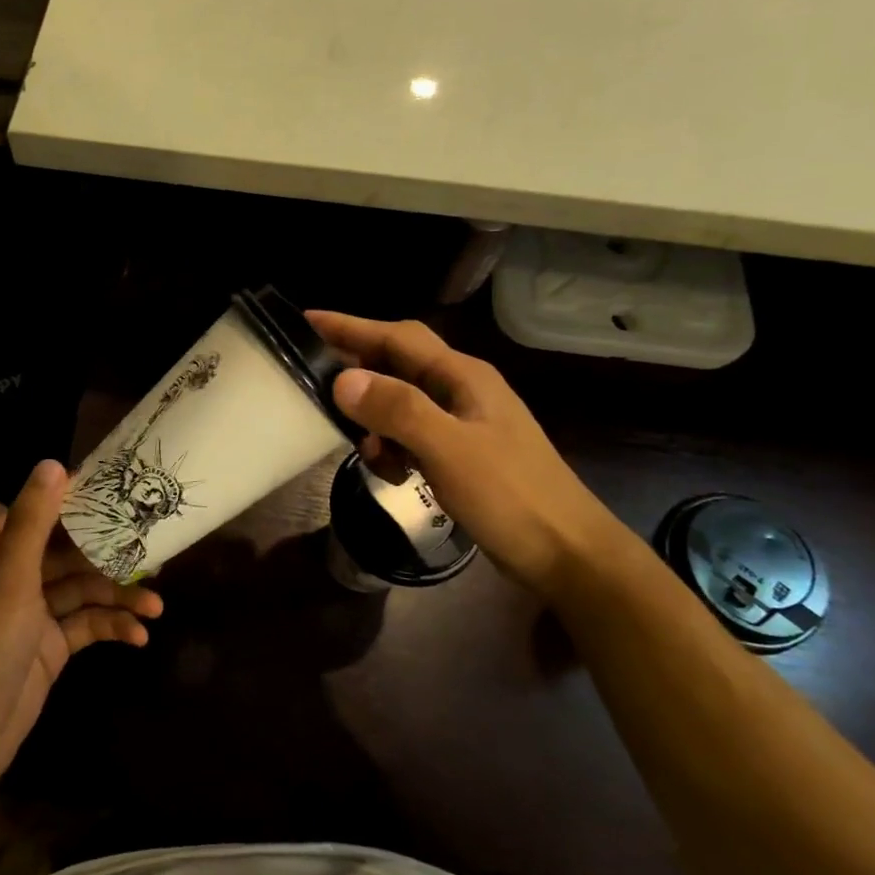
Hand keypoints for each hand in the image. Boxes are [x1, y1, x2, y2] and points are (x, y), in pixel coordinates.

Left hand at [0, 459, 162, 792]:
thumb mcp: (8, 580)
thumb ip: (34, 523)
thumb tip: (54, 463)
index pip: (37, 514)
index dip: (77, 502)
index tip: (123, 492)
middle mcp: (7, 576)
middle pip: (66, 552)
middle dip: (108, 555)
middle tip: (155, 548)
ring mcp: (29, 613)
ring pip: (80, 590)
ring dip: (116, 596)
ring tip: (156, 606)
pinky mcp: (47, 645)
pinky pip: (84, 624)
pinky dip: (109, 627)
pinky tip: (138, 637)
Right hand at [308, 311, 627, 595]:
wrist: (568, 554)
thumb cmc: (511, 497)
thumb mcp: (449, 450)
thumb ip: (398, 410)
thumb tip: (342, 379)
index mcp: (462, 376)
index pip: (397, 337)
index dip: (351, 326)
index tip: (306, 320)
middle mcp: (461, 390)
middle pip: (398, 364)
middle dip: (358, 372)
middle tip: (314, 385)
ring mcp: (464, 422)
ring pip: (402, 402)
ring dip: (375, 420)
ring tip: (363, 449)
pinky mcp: (462, 453)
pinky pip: (413, 434)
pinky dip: (394, 447)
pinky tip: (394, 474)